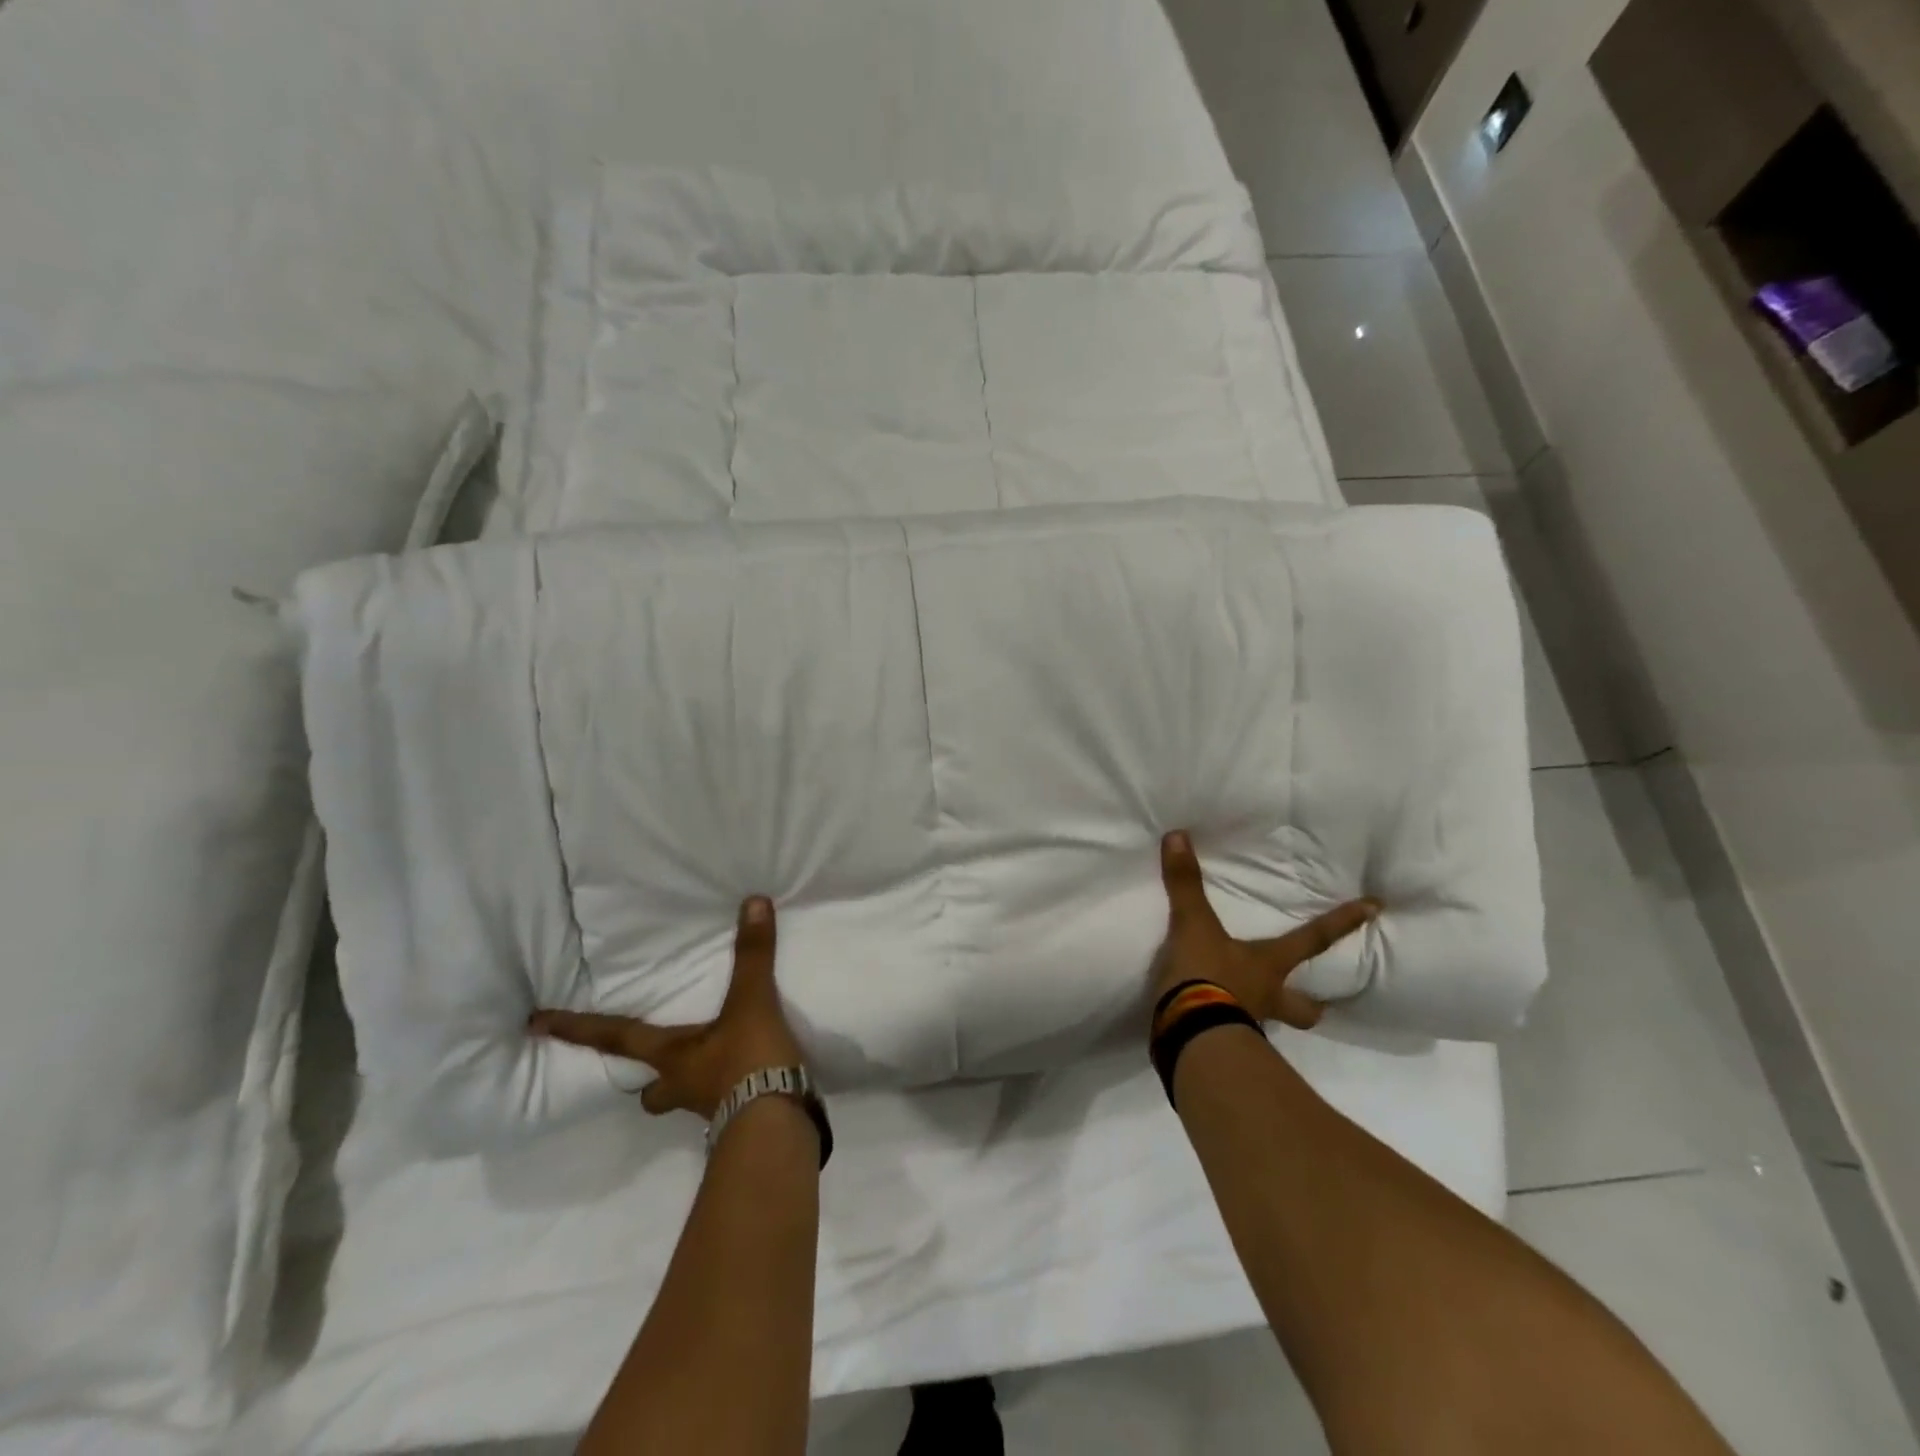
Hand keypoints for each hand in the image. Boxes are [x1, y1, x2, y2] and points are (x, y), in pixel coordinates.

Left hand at [528, 896, 803, 1120]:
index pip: (615, 1038)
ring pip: (683, 1100)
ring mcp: (709, 1109)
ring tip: (709, 1066)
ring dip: (687, 1087)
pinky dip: (730, 1092)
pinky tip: (748, 1079)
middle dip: (646, 1082)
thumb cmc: (748, 1061)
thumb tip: (752, 902)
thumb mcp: (751, 1002)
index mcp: (672, 1056)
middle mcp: (681, 1085)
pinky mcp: (738, 1120)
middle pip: (649, 1091)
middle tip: (652, 1069)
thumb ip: (752, 954)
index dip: (577, 1029)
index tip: (535, 1024)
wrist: (777, 1126)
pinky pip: (724, 1105)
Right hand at [1152, 831, 1377, 1030]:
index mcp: (1269, 966)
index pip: (1314, 939)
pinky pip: (1231, 1034)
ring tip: (1255, 1008)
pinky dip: (1226, 1026)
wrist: (1187, 1036)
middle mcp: (1267, 997)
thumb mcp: (1193, 926)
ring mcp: (1246, 1024)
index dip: (1343, 922)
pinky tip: (1212, 1021)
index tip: (1376, 908)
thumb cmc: (1206, 976)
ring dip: (1269, 1016)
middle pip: (1305, 1008)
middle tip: (1320, 1002)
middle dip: (1312, 1004)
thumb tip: (1179, 835)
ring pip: (1271, 1023)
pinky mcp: (1220, 1046)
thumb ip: (1186, 883)